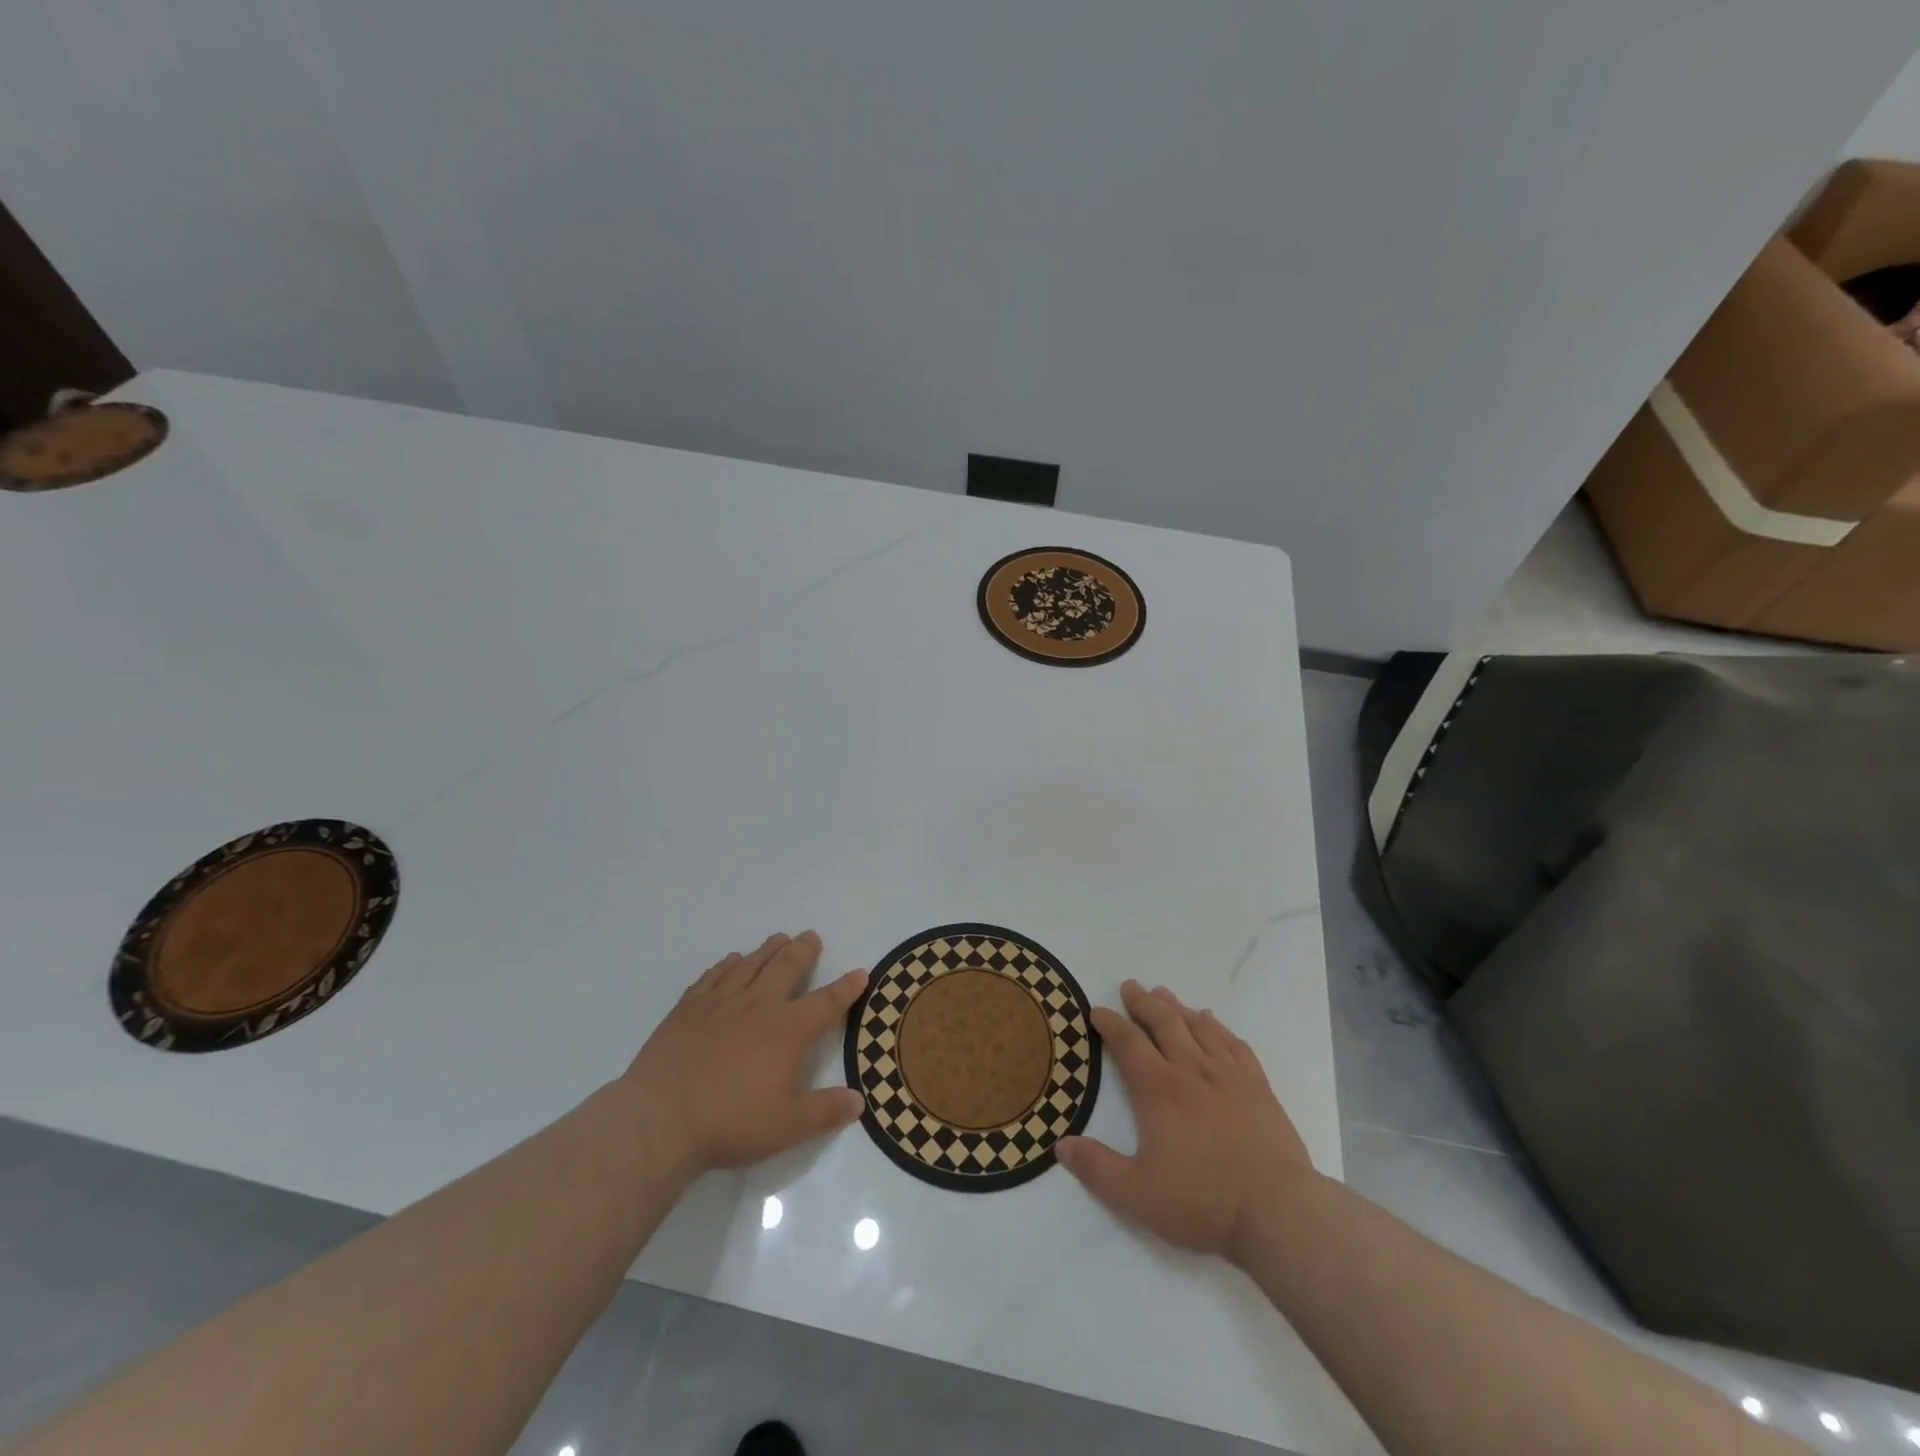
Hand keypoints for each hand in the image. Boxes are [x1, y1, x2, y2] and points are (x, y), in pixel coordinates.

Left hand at [620, 932, 868, 1180]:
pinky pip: (713, 976)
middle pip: (787, 967)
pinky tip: (731, 962)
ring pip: (751, 965)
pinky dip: (727, 965)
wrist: (659, 1120)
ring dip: (768, 950)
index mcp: (788, 1030)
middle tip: (811, 937)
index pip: (827, 1003)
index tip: (860, 973)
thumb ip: (826, 1111)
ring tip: (779, 939)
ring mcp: (720, 1003)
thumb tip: (858, 1101)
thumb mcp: (788, 1127)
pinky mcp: (688, 1009)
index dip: (846, 988)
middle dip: (803, 951)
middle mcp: (758, 1005)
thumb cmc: (730, 1123)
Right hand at [1057, 980, 1317, 1263]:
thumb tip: (1061, 1145)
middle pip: (1163, 1022)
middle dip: (1143, 1002)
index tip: (1097, 1011)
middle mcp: (1191, 1069)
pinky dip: (1218, 1027)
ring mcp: (1228, 1075)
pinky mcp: (1258, 1086)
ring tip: (1163, 994)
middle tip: (1130, 987)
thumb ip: (1096, 1167)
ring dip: (1177, 1007)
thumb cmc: (1202, 1201)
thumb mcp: (1136, 1194)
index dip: (1110, 1023)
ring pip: (1198, 1026)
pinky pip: (1234, 1043)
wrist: (1277, 1211)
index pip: (1127, 1042)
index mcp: (1158, 1089)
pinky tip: (1212, 1022)